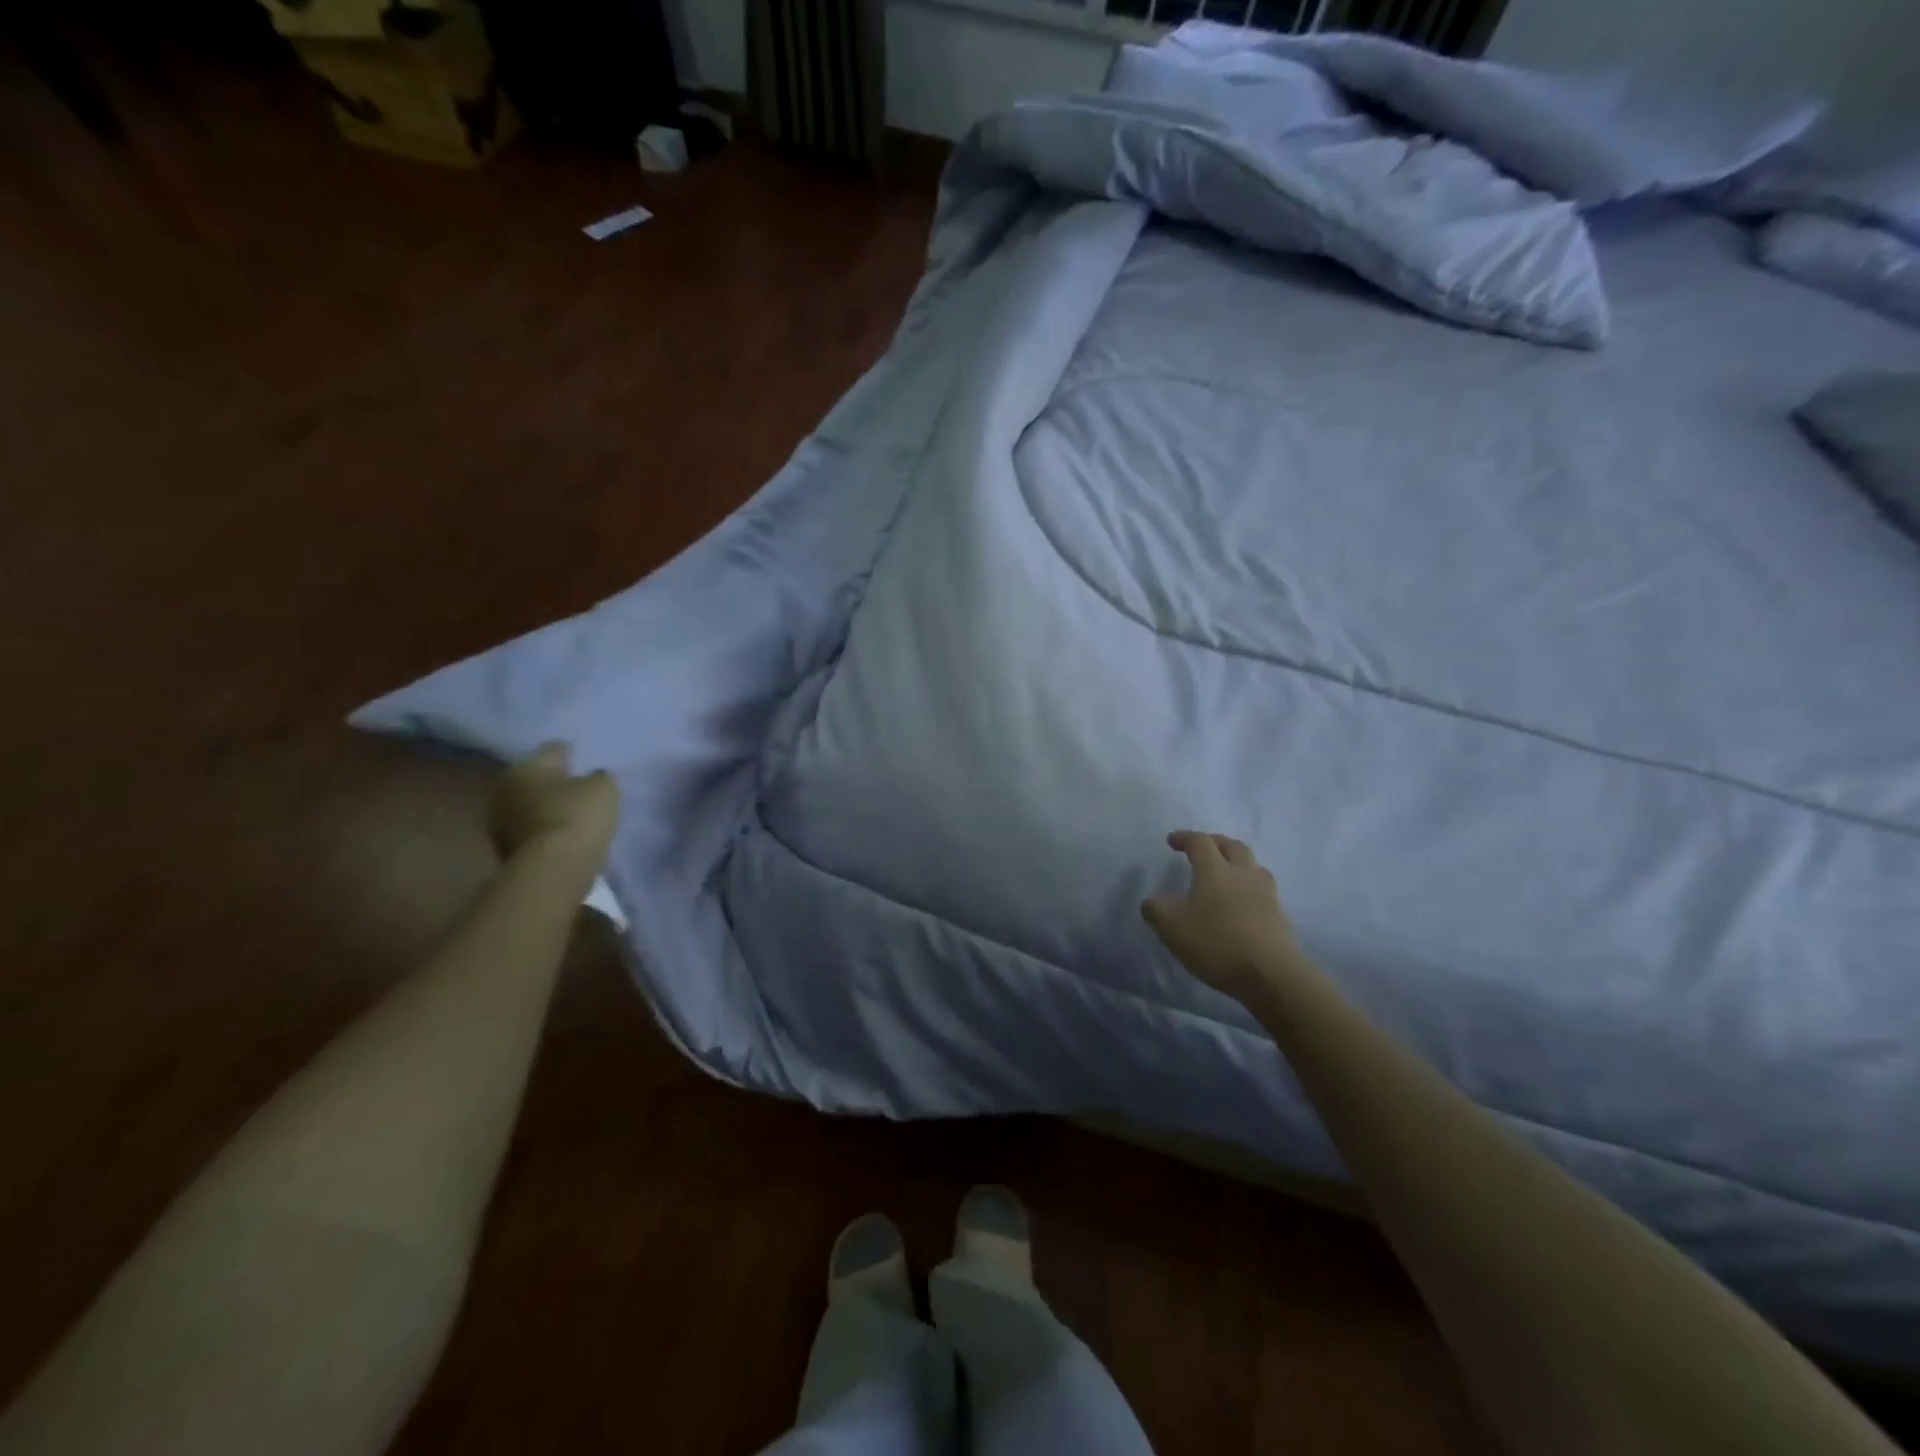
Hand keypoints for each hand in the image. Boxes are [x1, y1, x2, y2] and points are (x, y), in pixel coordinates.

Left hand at [488, 743, 618, 870]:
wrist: (553, 870)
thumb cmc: (578, 816)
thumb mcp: (604, 788)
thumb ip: (598, 777)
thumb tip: (592, 778)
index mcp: (526, 767)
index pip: (553, 749)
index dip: (571, 753)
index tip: (584, 760)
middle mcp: (504, 789)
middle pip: (535, 779)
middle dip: (553, 782)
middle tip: (577, 788)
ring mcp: (499, 822)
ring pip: (529, 806)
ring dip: (546, 808)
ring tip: (572, 815)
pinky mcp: (504, 850)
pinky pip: (529, 831)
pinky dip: (544, 831)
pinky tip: (563, 836)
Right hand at [1142, 831, 1300, 1000]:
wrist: (1271, 975)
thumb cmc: (1216, 943)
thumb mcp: (1171, 928)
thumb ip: (1156, 909)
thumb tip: (1154, 900)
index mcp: (1215, 870)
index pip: (1200, 842)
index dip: (1184, 837)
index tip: (1172, 841)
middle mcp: (1243, 873)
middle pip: (1232, 846)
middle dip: (1215, 842)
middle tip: (1203, 848)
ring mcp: (1266, 894)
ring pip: (1252, 866)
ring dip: (1237, 863)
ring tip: (1226, 874)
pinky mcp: (1279, 915)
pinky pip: (1262, 890)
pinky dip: (1249, 888)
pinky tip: (1241, 904)